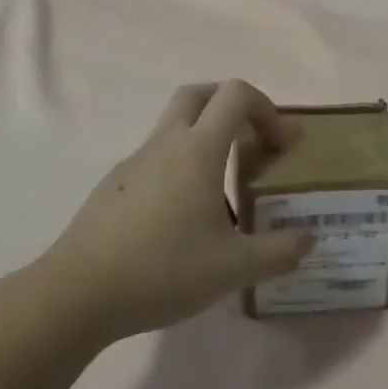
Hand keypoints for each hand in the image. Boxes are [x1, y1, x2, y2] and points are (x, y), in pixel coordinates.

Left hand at [36, 80, 313, 341]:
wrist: (77, 294)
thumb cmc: (162, 270)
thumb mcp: (234, 268)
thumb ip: (280, 251)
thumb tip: (310, 238)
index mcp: (197, 149)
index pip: (235, 94)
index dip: (266, 108)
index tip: (280, 146)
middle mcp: (165, 143)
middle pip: (199, 94)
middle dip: (232, 106)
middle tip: (252, 142)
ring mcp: (134, 162)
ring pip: (174, 125)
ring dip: (206, 137)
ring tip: (223, 190)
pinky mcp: (114, 185)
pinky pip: (156, 157)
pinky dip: (180, 165)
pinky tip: (184, 216)